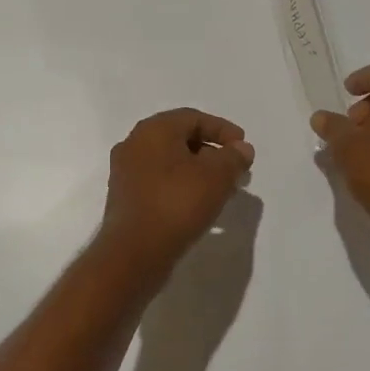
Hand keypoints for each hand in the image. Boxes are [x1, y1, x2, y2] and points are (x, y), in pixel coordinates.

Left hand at [97, 109, 254, 275]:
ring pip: (170, 163)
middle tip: (236, 169)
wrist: (134, 252)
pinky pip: (160, 182)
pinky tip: (200, 205)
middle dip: (212, 152)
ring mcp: (126, 172)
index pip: (193, 118)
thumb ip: (233, 157)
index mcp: (153, 130)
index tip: (243, 147)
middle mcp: (134, 144)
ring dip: (198, 171)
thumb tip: (241, 149)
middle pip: (180, 139)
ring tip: (223, 190)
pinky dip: (182, 186)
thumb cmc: (176, 204)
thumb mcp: (216, 176)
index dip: (223, 129)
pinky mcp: (126, 198)